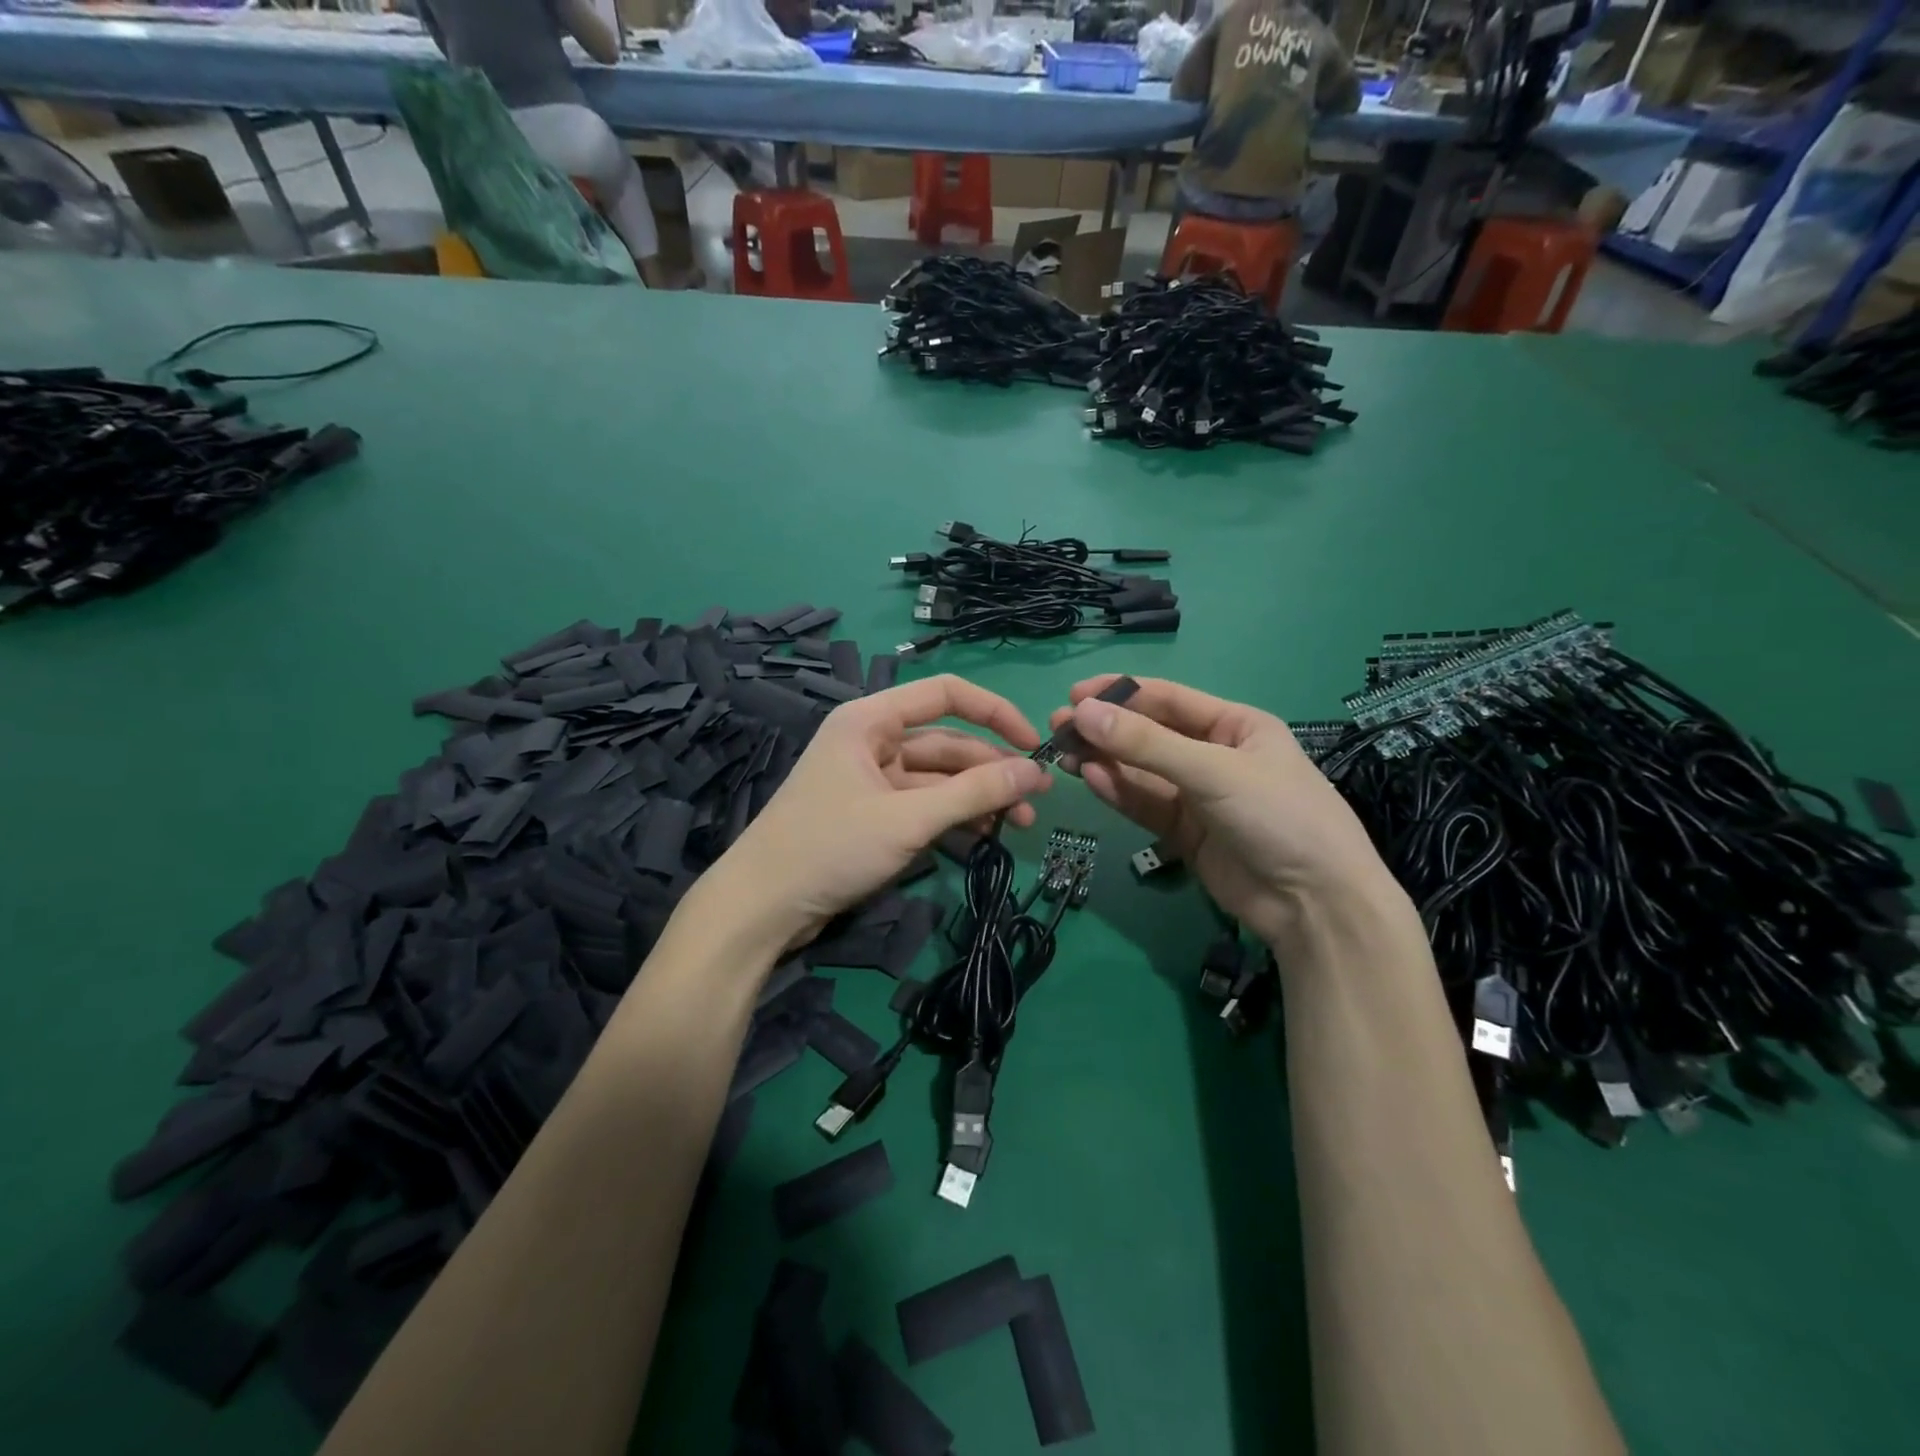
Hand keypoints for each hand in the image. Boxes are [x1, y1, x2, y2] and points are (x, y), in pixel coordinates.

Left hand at [709, 675, 1051, 954]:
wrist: (761, 908)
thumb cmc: (829, 847)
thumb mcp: (907, 819)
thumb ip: (974, 793)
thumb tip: (1034, 772)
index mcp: (870, 720)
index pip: (945, 694)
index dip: (994, 712)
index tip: (1033, 743)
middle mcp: (872, 741)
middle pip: (947, 743)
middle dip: (992, 770)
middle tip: (1036, 801)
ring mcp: (872, 780)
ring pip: (939, 780)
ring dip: (978, 799)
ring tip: (1018, 826)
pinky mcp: (872, 816)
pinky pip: (924, 807)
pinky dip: (954, 819)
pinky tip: (985, 838)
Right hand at [1049, 675, 1390, 949]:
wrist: (1315, 905)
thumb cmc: (1278, 816)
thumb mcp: (1214, 771)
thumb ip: (1146, 744)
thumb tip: (1082, 712)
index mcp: (1235, 726)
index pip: (1168, 699)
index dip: (1120, 693)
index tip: (1075, 696)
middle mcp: (1214, 755)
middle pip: (1149, 735)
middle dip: (1106, 730)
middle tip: (1057, 728)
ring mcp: (1198, 796)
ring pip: (1141, 771)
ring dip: (1105, 760)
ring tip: (1064, 753)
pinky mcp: (1184, 833)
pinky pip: (1145, 804)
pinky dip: (1118, 791)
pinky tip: (1091, 778)